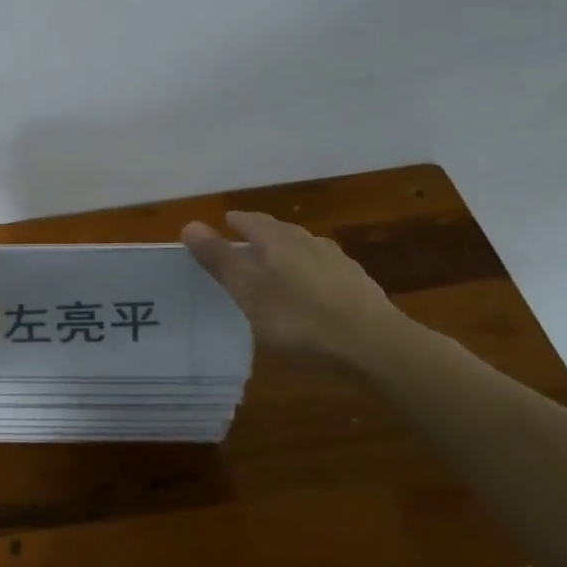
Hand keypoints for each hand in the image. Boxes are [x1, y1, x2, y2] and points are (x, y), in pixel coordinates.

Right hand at [182, 210, 405, 367]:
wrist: (376, 346)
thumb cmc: (300, 319)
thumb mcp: (249, 292)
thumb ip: (219, 260)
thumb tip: (190, 224)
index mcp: (278, 239)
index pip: (249, 220)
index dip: (232, 223)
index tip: (221, 228)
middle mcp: (308, 241)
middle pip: (277, 231)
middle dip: (258, 237)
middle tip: (242, 250)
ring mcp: (337, 261)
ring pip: (303, 249)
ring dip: (286, 255)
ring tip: (274, 272)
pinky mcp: (358, 285)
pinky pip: (323, 271)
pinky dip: (309, 276)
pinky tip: (311, 294)